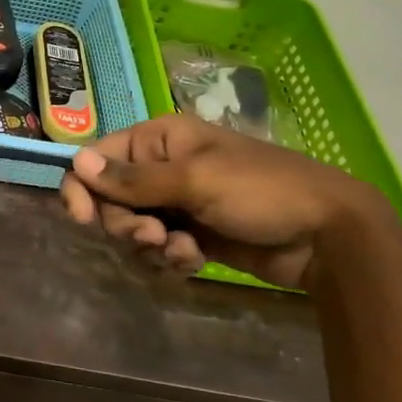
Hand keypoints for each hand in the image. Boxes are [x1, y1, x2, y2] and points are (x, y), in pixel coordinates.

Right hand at [59, 113, 392, 290]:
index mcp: (160, 140)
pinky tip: (196, 261)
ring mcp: (177, 204)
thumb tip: (75, 162)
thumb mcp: (195, 180)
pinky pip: (157, 250)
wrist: (326, 236)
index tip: (81, 219)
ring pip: (132, 229)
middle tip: (153, 236)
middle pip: (110, 200)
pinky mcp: (191, 236)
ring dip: (150, 246)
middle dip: (125, 224)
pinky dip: (170, 258)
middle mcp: (161, 168)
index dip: (83, 187)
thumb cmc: (260, 191)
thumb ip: (133, 179)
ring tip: (182, 251)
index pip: (97, 158)